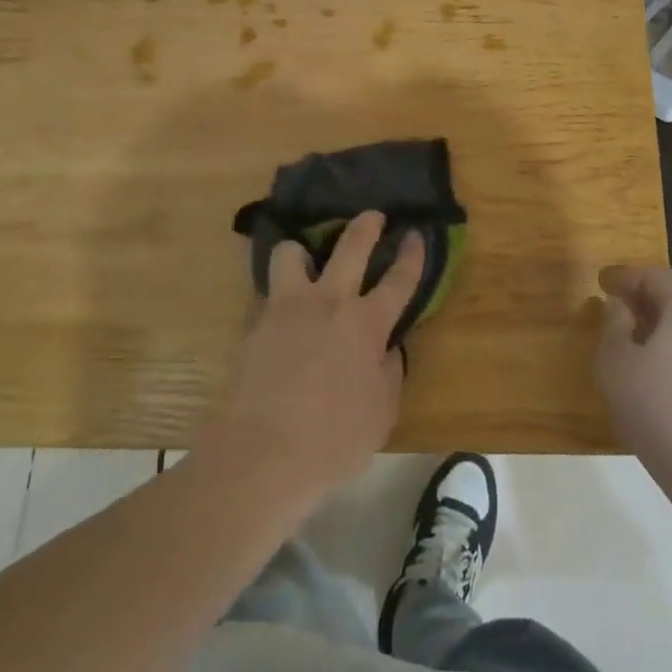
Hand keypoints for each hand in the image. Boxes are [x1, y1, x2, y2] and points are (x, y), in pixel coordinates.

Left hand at [199, 211, 423, 511]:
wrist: (261, 454)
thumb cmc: (332, 442)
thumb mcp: (381, 414)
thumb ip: (389, 373)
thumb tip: (386, 349)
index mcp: (367, 324)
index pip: (399, 279)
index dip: (411, 254)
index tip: (415, 234)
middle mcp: (329, 302)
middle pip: (351, 245)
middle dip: (366, 225)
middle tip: (373, 216)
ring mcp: (287, 307)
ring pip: (291, 252)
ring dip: (302, 250)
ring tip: (305, 261)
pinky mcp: (255, 322)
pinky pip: (267, 292)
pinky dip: (277, 294)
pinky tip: (278, 312)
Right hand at [595, 265, 671, 489]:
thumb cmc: (660, 409)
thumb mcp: (616, 364)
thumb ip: (613, 325)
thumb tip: (620, 306)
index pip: (654, 275)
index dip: (625, 278)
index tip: (603, 284)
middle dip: (652, 295)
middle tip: (625, 311)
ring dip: (670, 323)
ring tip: (643, 346)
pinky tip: (668, 377)